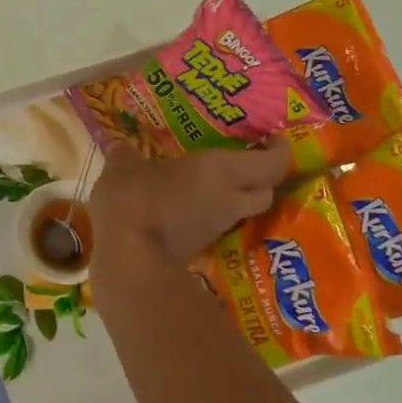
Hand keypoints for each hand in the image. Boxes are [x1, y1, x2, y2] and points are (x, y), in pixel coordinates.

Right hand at [89, 143, 290, 270]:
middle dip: (260, 177)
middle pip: (265, 192)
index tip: (272, 138)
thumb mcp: (123, 168)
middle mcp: (228, 200)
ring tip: (207, 181)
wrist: (129, 263)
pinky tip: (183, 204)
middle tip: (242, 159)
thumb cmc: (136, 201)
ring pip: (239, 211)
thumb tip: (122, 149)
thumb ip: (126, 155)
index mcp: (222, 171)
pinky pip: (213, 225)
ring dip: (232, 197)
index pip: (272, 164)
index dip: (279, 151)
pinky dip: (206, 214)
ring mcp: (215, 229)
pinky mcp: (197, 249)